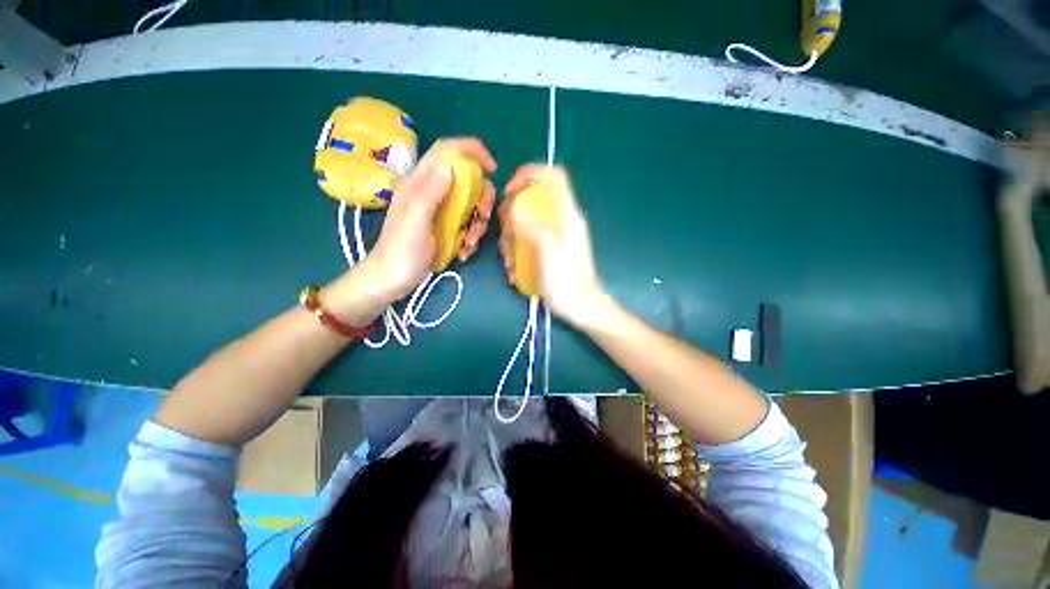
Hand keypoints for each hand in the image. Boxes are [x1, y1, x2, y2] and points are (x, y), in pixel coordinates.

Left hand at [322, 138, 495, 325]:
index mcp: (420, 182)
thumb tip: (451, 165)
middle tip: (482, 216)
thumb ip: (431, 191)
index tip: (492, 169)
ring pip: (470, 203)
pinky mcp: (444, 226)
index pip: (447, 150)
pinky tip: (464, 251)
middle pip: (467, 178)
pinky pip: (467, 222)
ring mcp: (439, 209)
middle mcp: (432, 190)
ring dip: (478, 222)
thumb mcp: (415, 219)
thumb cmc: (402, 250)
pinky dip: (471, 235)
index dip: (472, 151)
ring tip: (470, 243)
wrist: (393, 279)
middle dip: (481, 196)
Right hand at [498, 165, 606, 327]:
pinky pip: (526, 241)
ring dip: (511, 240)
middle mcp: (560, 220)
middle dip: (512, 215)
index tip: (510, 189)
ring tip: (510, 264)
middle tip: (507, 237)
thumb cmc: (568, 281)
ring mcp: (553, 236)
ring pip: (525, 223)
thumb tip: (514, 210)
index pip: (553, 176)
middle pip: (532, 199)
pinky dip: (516, 253)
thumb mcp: (550, 252)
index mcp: (567, 214)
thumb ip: (534, 226)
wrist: (581, 307)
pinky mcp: (547, 250)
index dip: (530, 174)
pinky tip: (514, 272)